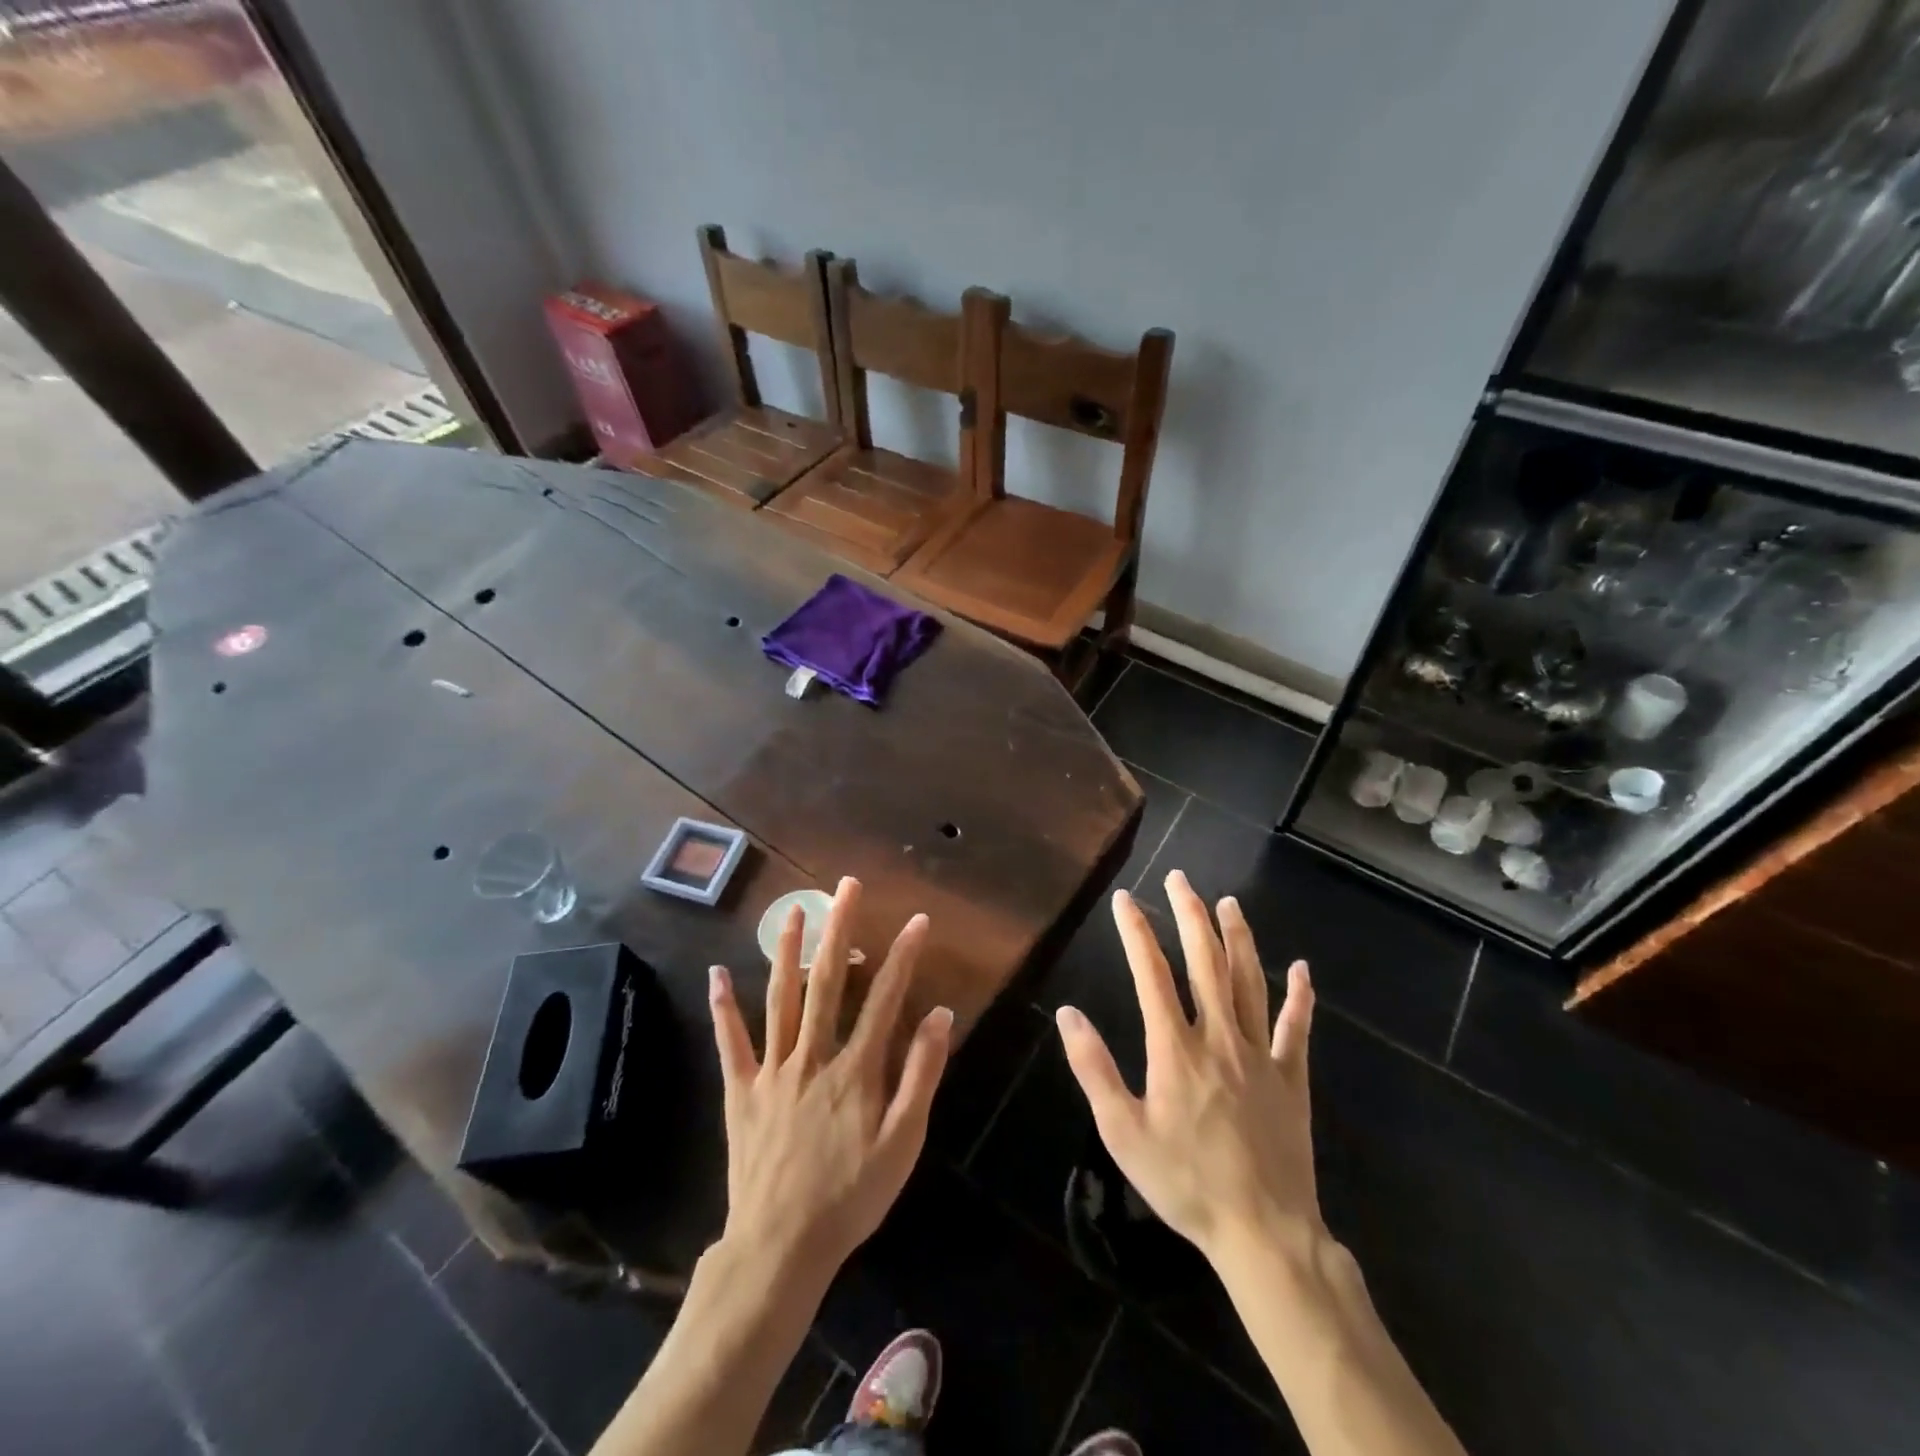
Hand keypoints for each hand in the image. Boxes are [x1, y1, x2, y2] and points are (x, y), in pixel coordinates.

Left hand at [708, 877, 951, 1280]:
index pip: (885, 999)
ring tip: (793, 911)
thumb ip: (922, 1075)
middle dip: (840, 930)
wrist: (781, 1247)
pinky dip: (723, 1008)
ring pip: (780, 999)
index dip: (904, 957)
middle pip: (828, 982)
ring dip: (787, 952)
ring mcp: (772, 1070)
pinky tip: (716, 974)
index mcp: (855, 1069)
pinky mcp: (741, 1091)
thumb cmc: (851, 1196)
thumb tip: (939, 1015)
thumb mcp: (903, 1143)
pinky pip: (731, 1043)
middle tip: (845, 887)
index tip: (918, 920)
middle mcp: (813, 1056)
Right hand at [1056, 871, 1320, 1266]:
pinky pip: (1298, 1029)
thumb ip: (1094, 1068)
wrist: (1262, 1232)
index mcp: (1175, 1048)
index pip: (1152, 973)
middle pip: (1205, 962)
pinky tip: (1302, 970)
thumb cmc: (1185, 1182)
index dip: (1136, 931)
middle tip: (1181, 878)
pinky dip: (1301, 997)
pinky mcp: (1291, 1078)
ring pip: (1250, 981)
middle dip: (1190, 914)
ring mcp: (1260, 1054)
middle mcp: (1219, 1037)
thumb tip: (1068, 1012)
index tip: (1125, 899)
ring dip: (1238, 938)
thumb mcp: (1122, 1132)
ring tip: (1228, 903)